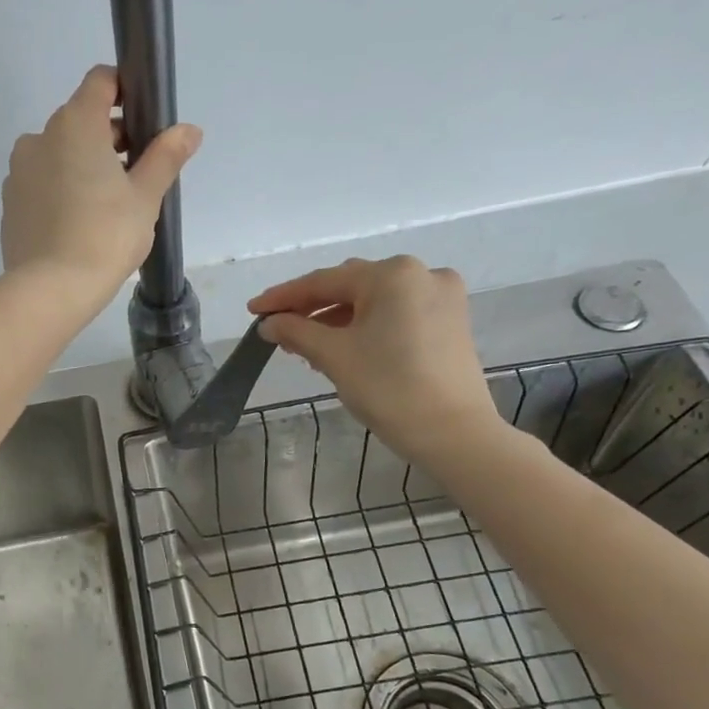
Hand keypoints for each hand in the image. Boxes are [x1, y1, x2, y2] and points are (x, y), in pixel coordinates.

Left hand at [1, 66, 201, 295]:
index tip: (143, 120)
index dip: (124, 91)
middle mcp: (39, 137)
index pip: (100, 82)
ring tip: (107, 206)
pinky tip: (78, 224)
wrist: (50, 289)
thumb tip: (189, 130)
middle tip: (135, 175)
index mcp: (75, 124)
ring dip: (82, 166)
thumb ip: (165, 157)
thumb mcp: (145, 197)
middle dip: (108, 138)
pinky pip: (41, 184)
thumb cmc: (106, 236)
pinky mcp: (9, 203)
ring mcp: (18, 171)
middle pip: (79, 120)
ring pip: (58, 154)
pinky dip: (60, 191)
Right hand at [248, 257, 504, 463]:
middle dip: (312, 308)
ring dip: (338, 319)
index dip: (284, 297)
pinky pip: (396, 314)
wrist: (454, 434)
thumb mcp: (335, 357)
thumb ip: (296, 332)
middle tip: (278, 330)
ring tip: (307, 346)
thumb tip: (269, 323)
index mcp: (392, 274)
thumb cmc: (390, 389)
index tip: (253, 310)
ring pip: (374, 301)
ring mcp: (441, 297)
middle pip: (351, 285)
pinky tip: (345, 348)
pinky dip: (367, 327)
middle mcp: (421, 274)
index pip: (324, 281)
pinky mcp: (450, 322)